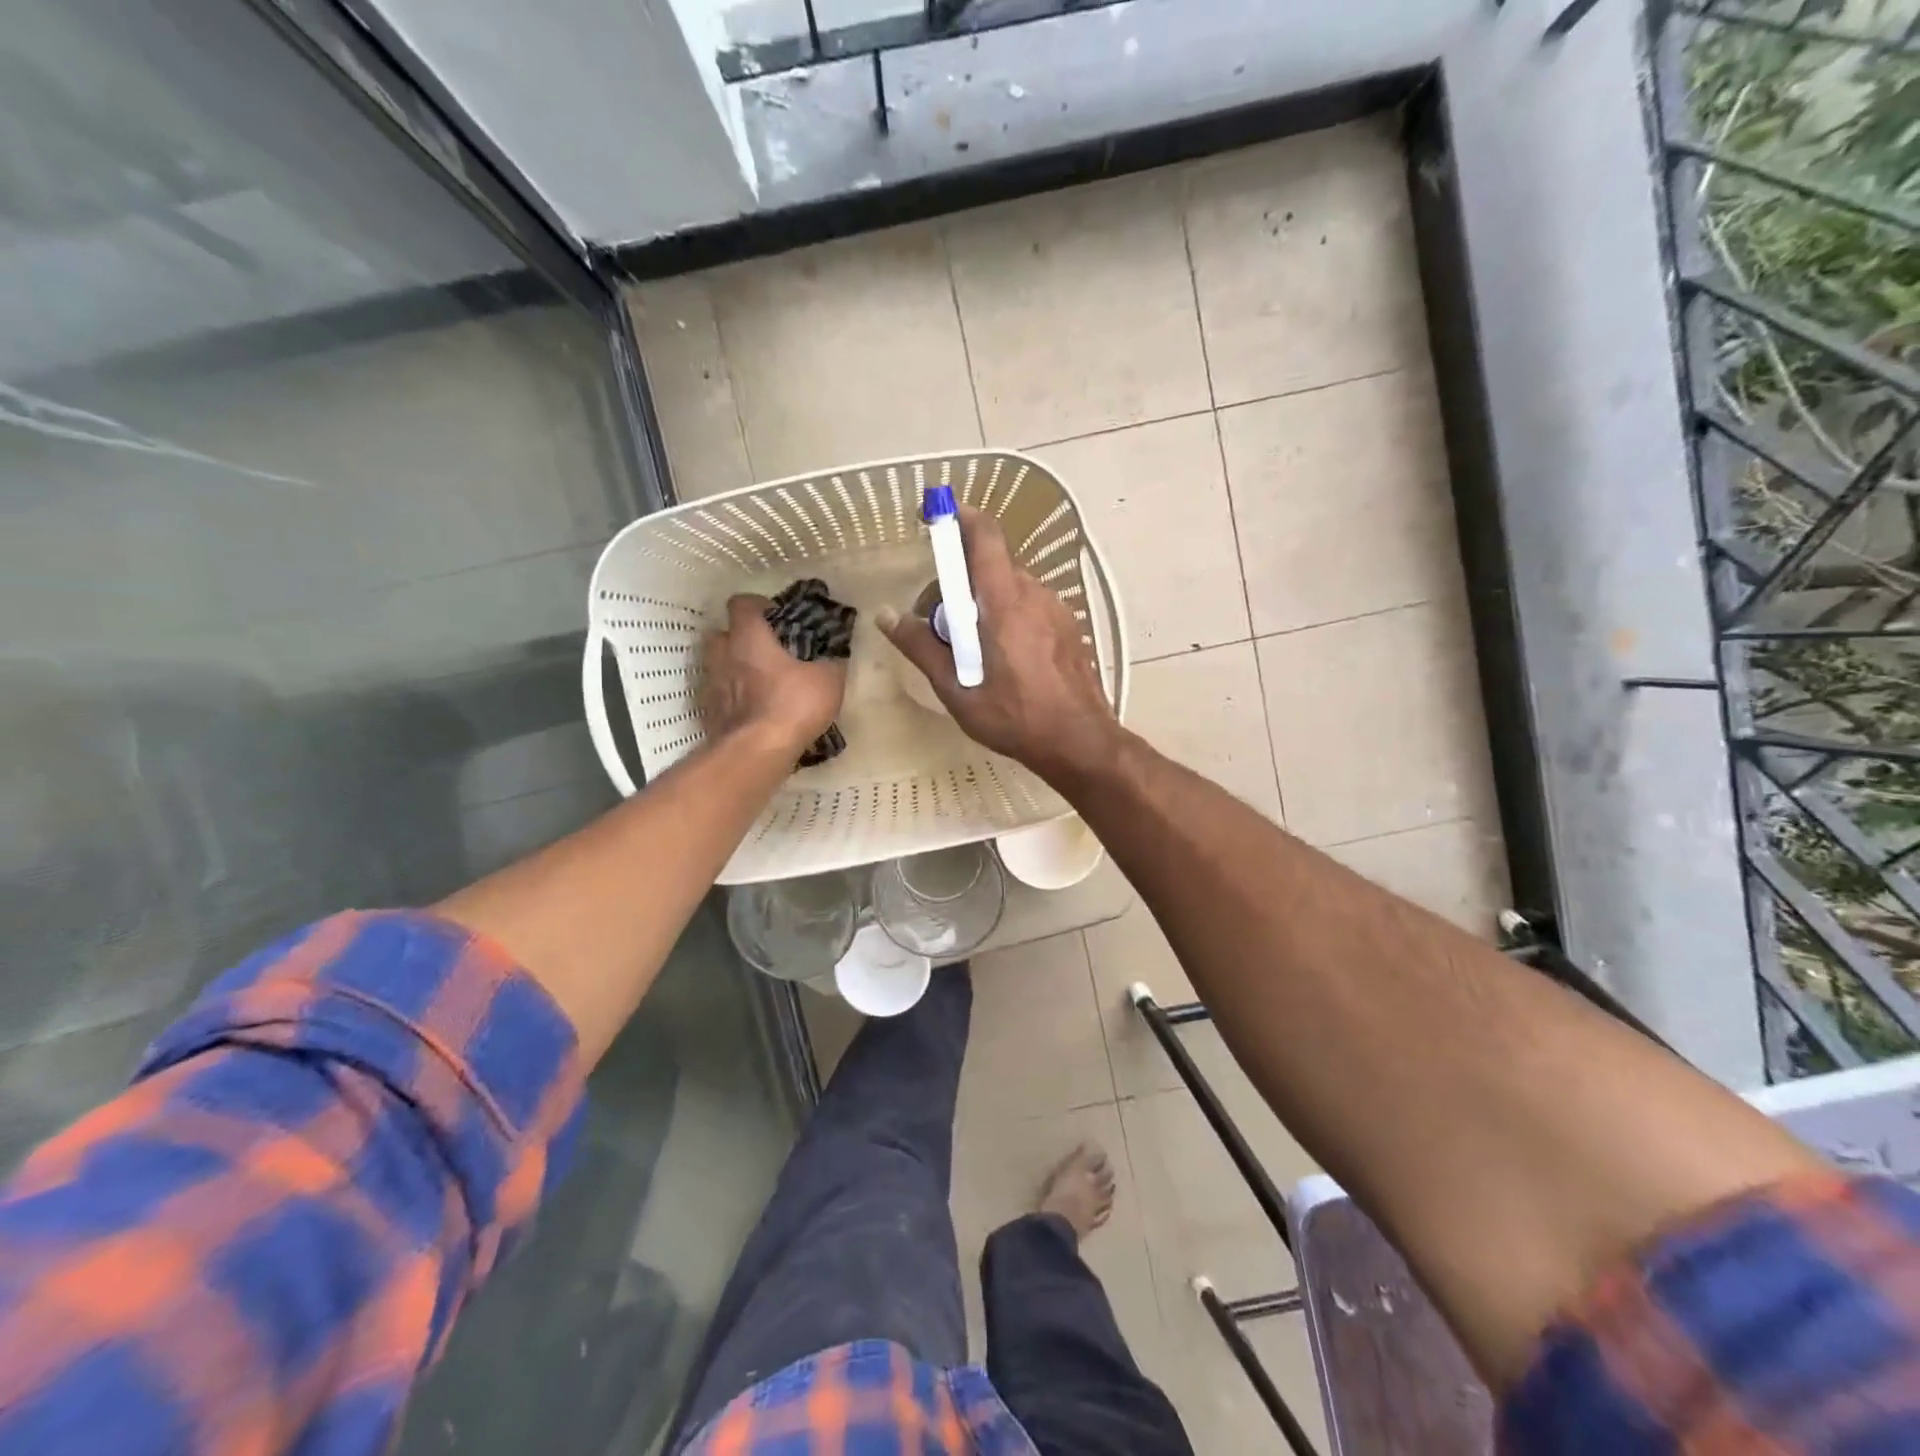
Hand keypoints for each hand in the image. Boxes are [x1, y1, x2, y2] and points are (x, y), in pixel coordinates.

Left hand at [701, 594, 846, 757]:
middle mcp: (724, 655)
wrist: (755, 753)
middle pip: (722, 633)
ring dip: (735, 668)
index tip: (778, 617)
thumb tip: (835, 654)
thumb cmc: (792, 706)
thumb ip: (832, 662)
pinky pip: (720, 695)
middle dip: (740, 637)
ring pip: (718, 666)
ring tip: (761, 682)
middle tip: (766, 650)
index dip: (759, 606)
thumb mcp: (828, 681)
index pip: (741, 603)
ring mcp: (712, 685)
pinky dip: (733, 697)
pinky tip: (754, 709)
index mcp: (749, 637)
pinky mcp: (709, 713)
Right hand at [879, 507, 1118, 781]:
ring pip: (1009, 588)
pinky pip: (1029, 605)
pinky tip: (1003, 658)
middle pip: (990, 567)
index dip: (957, 517)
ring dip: (983, 604)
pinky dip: (1007, 616)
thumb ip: (922, 648)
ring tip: (971, 651)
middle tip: (940, 626)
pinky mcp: (1068, 626)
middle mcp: (1034, 594)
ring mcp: (1056, 609)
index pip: (984, 536)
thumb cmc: (1016, 719)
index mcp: (1005, 603)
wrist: (1080, 742)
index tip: (934, 517)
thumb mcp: (957, 690)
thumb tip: (888, 616)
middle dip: (958, 584)